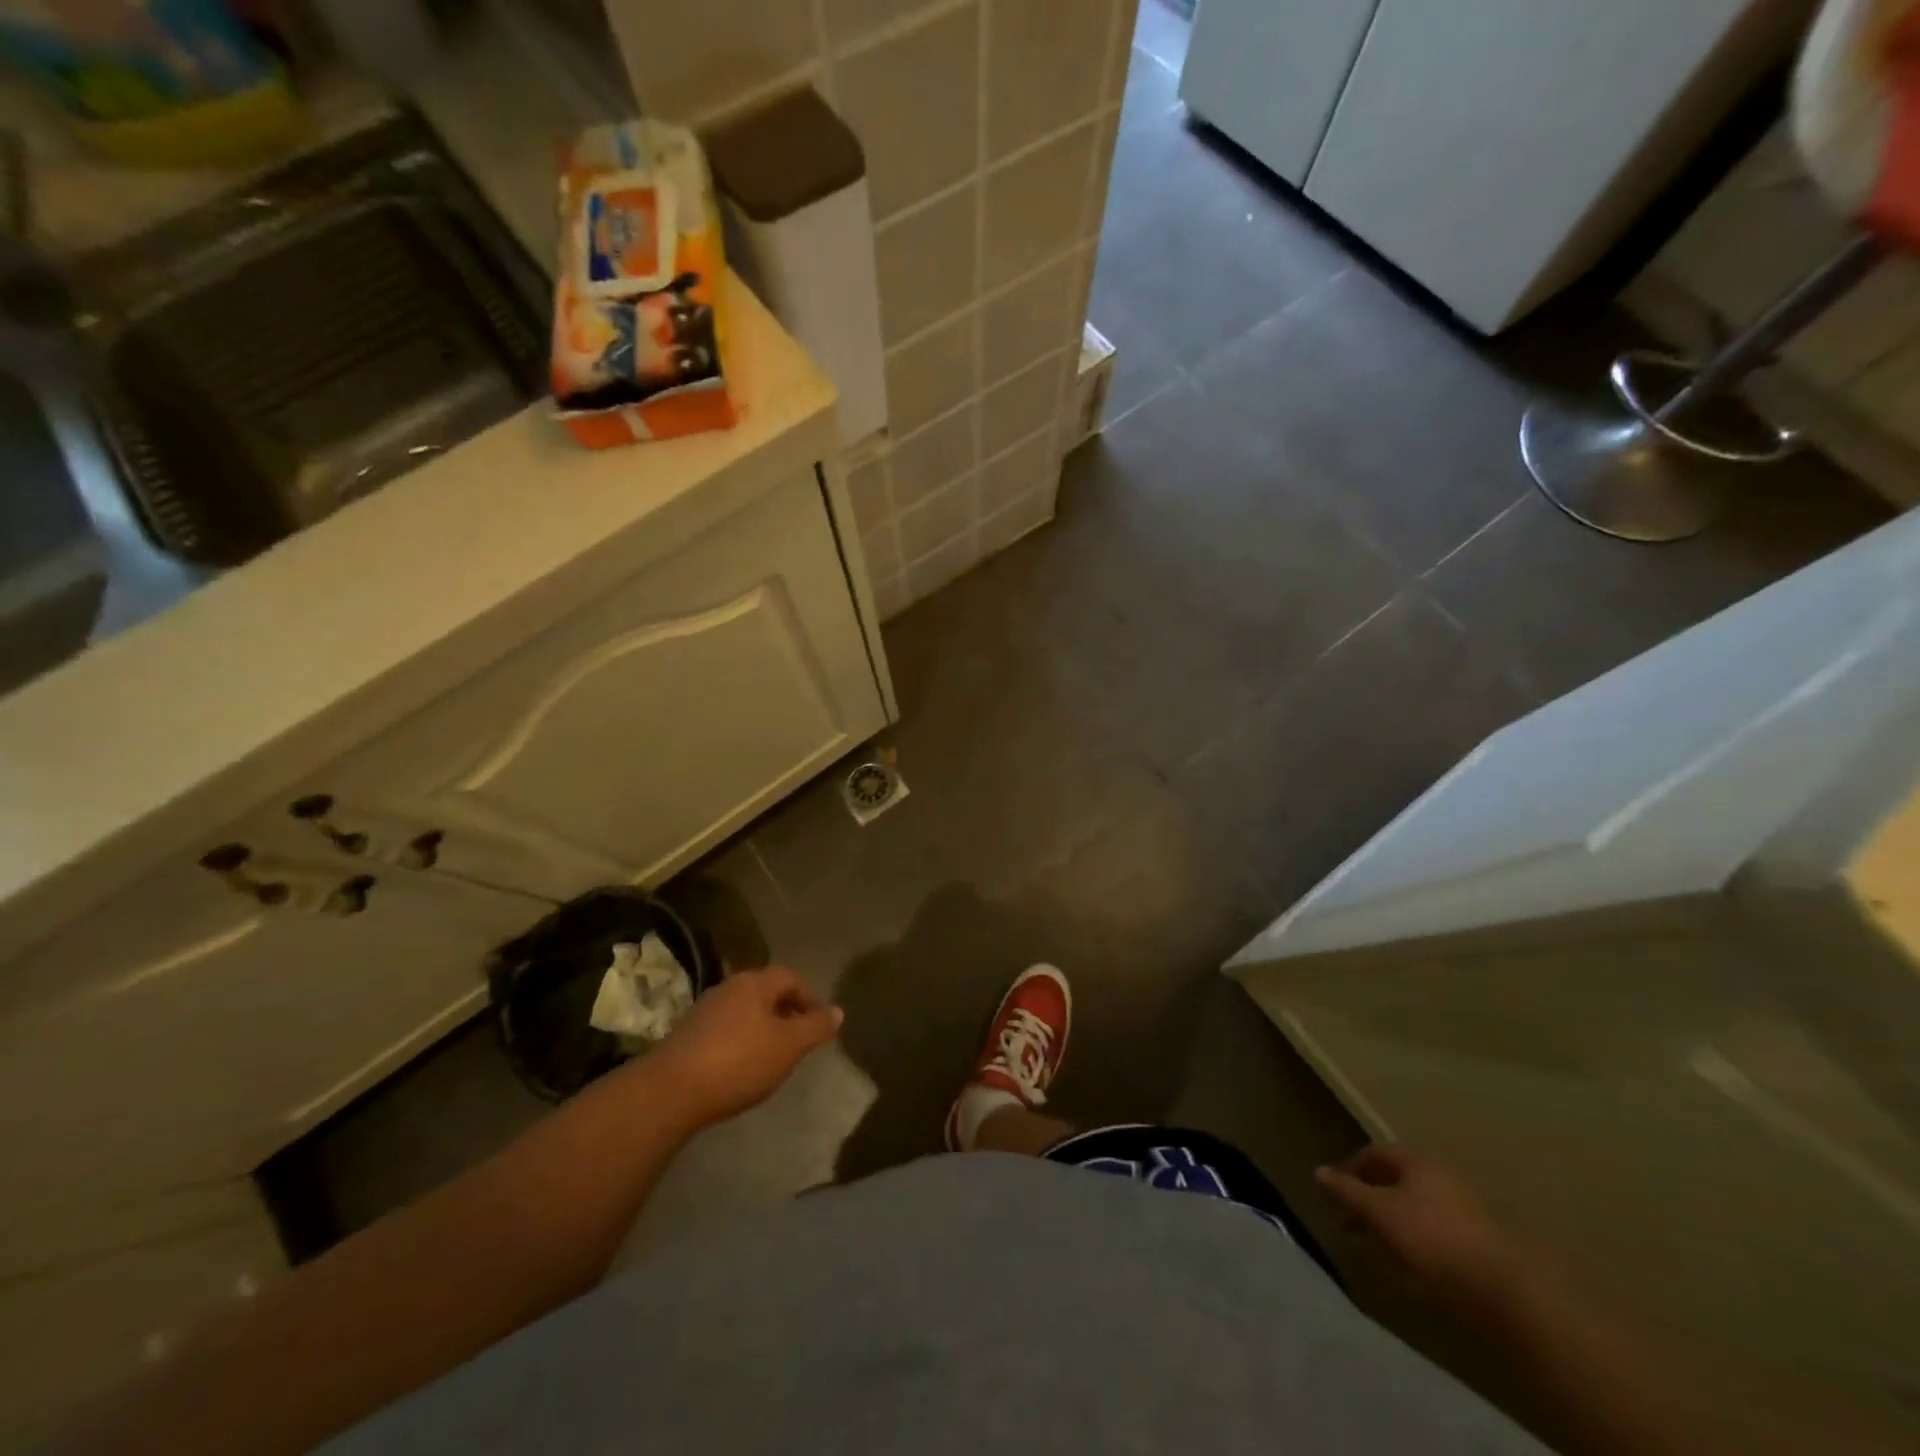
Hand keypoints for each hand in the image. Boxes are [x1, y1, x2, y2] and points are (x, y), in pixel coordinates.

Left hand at [650, 966, 842, 1125]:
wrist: (670, 1091)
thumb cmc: (739, 1062)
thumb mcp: (788, 1046)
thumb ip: (816, 1027)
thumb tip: (838, 1011)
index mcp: (754, 983)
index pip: (790, 978)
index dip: (809, 998)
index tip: (819, 1025)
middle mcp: (728, 987)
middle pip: (766, 992)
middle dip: (786, 1013)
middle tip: (799, 1041)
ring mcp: (704, 1010)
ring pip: (744, 1011)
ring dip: (762, 1028)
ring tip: (772, 1057)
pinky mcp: (687, 1035)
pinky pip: (725, 1029)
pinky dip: (740, 1041)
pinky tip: (741, 1068)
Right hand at [1316, 1145, 1541, 1318]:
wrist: (1508, 1293)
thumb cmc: (1433, 1240)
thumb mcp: (1379, 1214)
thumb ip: (1347, 1192)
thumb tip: (1318, 1171)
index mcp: (1417, 1162)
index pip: (1374, 1153)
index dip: (1350, 1169)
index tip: (1333, 1194)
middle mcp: (1442, 1177)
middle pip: (1396, 1179)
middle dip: (1369, 1197)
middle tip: (1350, 1223)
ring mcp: (1466, 1209)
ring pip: (1417, 1206)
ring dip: (1392, 1220)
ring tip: (1378, 1246)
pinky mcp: (1481, 1242)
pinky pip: (1437, 1230)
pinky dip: (1416, 1239)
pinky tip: (1412, 1264)